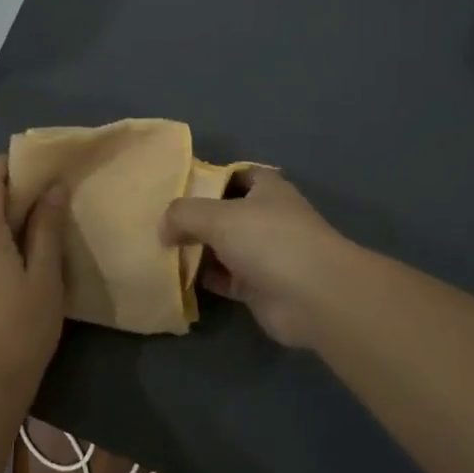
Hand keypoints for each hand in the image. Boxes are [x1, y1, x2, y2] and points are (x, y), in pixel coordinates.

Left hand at [0, 156, 67, 390]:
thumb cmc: (21, 329)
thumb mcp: (45, 277)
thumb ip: (47, 228)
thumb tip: (53, 187)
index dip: (7, 163)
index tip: (38, 172)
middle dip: (14, 197)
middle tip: (51, 210)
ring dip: (6, 225)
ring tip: (40, 244)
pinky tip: (19, 273)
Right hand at [162, 168, 354, 348]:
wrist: (314, 298)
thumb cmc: (269, 241)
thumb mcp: (218, 216)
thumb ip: (183, 214)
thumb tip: (163, 228)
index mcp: (267, 189)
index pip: (234, 174)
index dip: (208, 179)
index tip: (176, 188)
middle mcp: (268, 217)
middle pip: (226, 212)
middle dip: (196, 218)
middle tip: (159, 222)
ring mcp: (266, 254)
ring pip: (224, 247)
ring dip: (198, 250)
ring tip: (161, 249)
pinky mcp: (260, 287)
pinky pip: (225, 278)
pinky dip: (205, 278)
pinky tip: (178, 278)